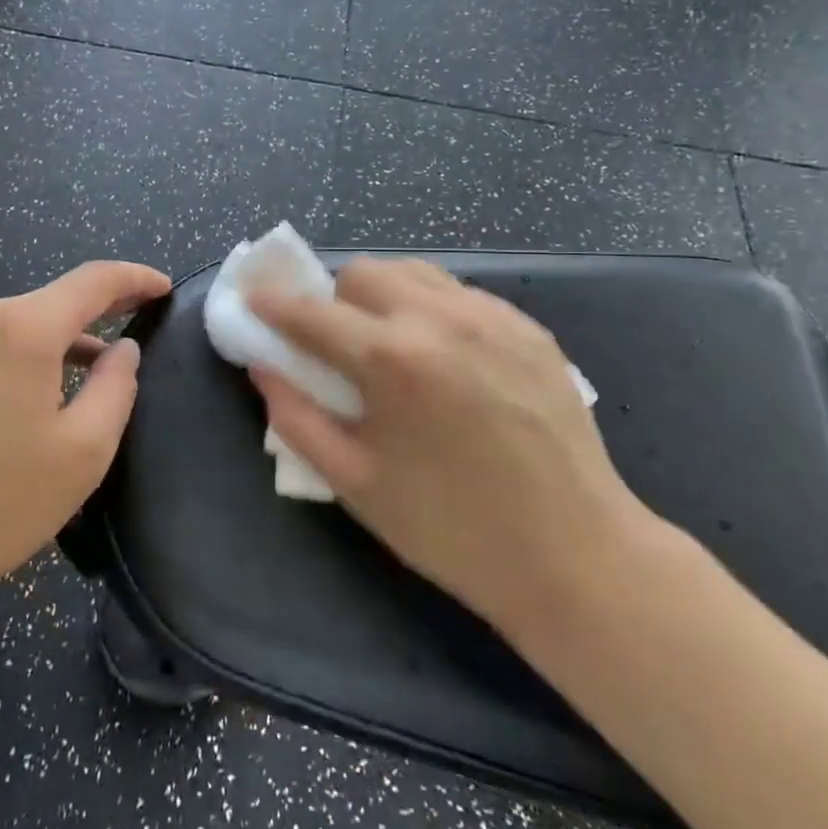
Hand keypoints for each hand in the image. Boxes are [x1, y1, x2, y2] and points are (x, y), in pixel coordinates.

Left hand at [0, 261, 171, 613]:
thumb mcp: (84, 450)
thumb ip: (117, 386)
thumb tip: (123, 350)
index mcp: (22, 328)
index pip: (93, 280)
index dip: (134, 278)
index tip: (163, 288)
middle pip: (52, 301)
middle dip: (99, 310)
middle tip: (137, 321)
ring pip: (18, 325)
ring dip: (60, 339)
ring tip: (91, 368)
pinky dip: (23, 355)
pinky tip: (32, 393)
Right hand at [249, 257, 658, 637]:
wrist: (575, 555)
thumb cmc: (452, 530)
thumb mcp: (356, 484)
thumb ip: (297, 418)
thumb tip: (263, 368)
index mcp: (392, 359)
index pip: (312, 312)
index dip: (273, 304)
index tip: (252, 299)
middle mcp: (440, 318)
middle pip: (364, 273)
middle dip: (335, 299)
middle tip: (338, 346)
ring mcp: (492, 317)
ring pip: (415, 273)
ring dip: (385, 296)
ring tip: (392, 346)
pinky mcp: (529, 328)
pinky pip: (461, 294)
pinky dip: (433, 310)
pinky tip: (446, 360)